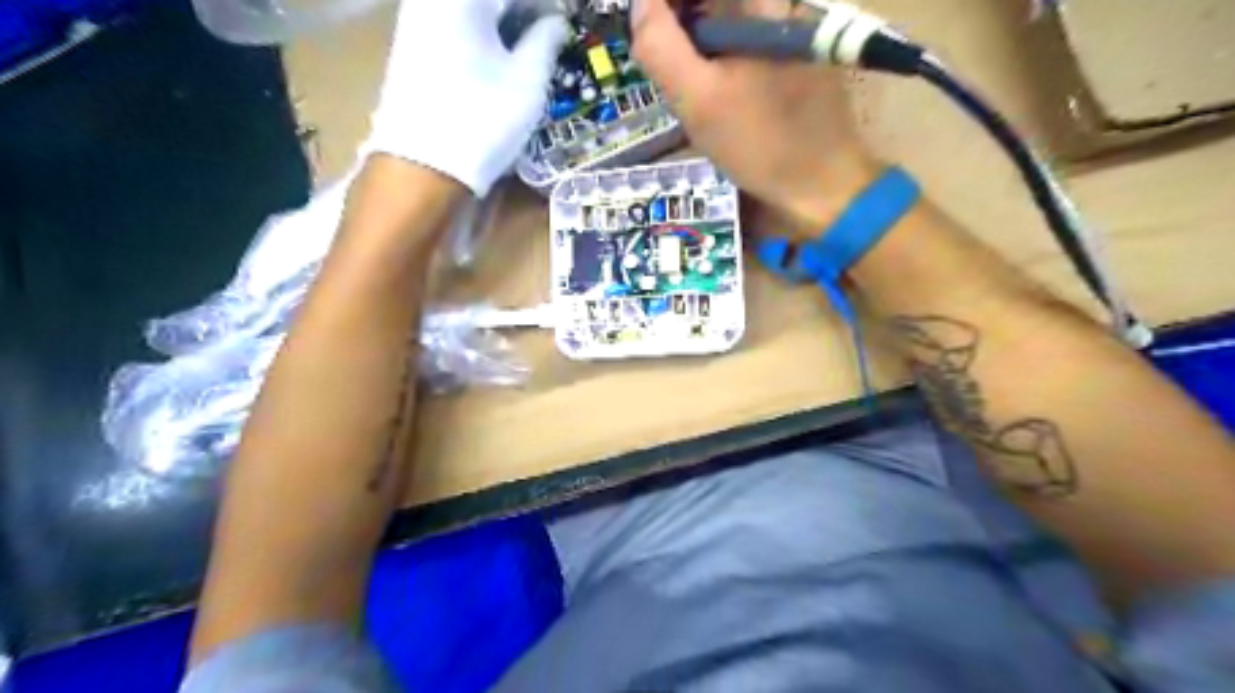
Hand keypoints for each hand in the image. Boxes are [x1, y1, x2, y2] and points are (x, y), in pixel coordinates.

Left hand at [364, 1, 571, 198]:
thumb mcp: (527, 81)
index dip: (548, 6)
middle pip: (491, 0)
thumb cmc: (482, 120)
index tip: (567, 20)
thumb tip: (557, 22)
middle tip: (553, 32)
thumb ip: (546, 41)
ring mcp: (418, 18)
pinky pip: (458, 21)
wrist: (422, 168)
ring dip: (506, 21)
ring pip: (474, 10)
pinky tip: (504, 54)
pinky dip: (485, 31)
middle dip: (525, 11)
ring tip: (534, 45)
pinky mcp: (413, 43)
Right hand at [638, 1, 876, 231]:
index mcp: (760, 1)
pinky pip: (739, 38)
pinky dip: (716, 57)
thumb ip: (660, 47)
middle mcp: (776, 4)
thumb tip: (639, 6)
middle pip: (710, 0)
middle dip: (677, 22)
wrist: (822, 184)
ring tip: (686, 86)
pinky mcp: (790, 52)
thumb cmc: (760, 144)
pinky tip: (713, 94)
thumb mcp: (697, 101)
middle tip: (660, 61)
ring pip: (723, 17)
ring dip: (695, 42)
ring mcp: (786, 26)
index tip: (645, 31)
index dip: (662, 5)